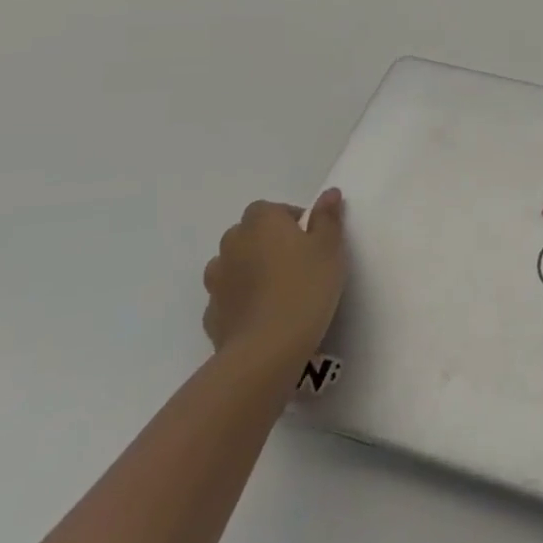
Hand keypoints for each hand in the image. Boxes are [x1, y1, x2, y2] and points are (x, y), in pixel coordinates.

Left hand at [203, 190, 348, 378]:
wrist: (266, 348)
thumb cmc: (305, 287)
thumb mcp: (330, 248)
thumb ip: (328, 218)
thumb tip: (329, 193)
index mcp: (261, 222)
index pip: (270, 209)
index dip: (290, 220)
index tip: (311, 239)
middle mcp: (232, 244)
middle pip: (248, 234)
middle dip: (268, 243)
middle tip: (297, 263)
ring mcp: (217, 280)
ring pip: (233, 265)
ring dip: (250, 270)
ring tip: (278, 290)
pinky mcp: (212, 314)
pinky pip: (228, 298)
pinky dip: (241, 301)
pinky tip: (262, 316)